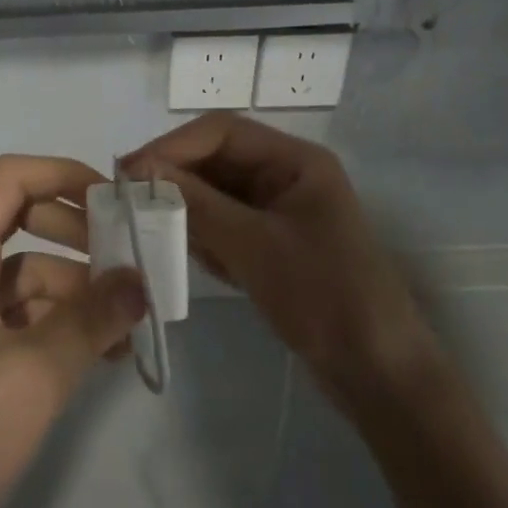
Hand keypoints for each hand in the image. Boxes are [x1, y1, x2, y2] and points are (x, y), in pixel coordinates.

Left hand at [0, 155, 147, 507]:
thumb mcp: (35, 373)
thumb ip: (91, 320)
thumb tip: (140, 281)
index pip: (10, 179)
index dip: (63, 175)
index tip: (117, 202)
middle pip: (24, 220)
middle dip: (80, 234)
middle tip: (133, 262)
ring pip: (31, 274)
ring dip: (80, 290)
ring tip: (134, 322)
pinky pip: (25, 316)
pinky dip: (63, 325)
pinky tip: (107, 354)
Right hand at [124, 114, 438, 412]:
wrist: (379, 375)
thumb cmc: (323, 296)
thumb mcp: (253, 245)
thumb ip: (196, 202)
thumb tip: (139, 169)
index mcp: (295, 160)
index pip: (220, 131)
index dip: (172, 146)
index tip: (128, 172)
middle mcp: (285, 176)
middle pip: (215, 160)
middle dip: (176, 180)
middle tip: (131, 204)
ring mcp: (279, 211)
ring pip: (214, 194)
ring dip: (188, 212)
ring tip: (167, 240)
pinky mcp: (271, 244)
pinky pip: (223, 225)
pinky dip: (205, 239)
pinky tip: (207, 265)